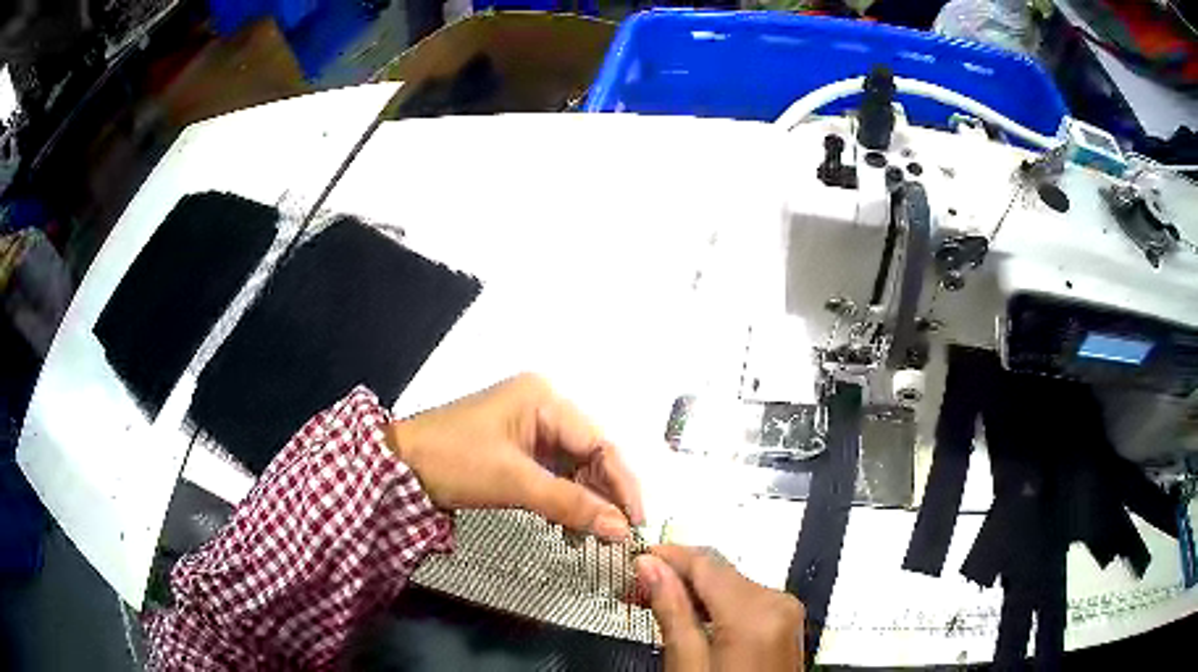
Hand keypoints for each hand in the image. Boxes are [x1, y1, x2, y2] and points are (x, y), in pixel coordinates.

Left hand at [386, 373, 643, 540]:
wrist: (397, 468)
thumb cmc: (455, 461)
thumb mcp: (515, 482)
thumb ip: (571, 504)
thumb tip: (621, 529)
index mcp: (545, 399)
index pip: (599, 442)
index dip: (622, 483)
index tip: (635, 521)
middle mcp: (543, 407)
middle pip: (589, 455)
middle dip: (602, 495)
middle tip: (614, 534)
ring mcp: (528, 428)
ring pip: (573, 468)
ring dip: (583, 501)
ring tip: (589, 536)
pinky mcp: (516, 450)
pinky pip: (552, 475)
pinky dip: (562, 500)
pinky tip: (568, 526)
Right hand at [636, 545, 804, 671]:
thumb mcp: (687, 665)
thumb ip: (672, 611)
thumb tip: (651, 568)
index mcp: (754, 613)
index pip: (706, 562)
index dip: (667, 555)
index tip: (636, 558)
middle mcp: (777, 603)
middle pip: (720, 571)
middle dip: (677, 575)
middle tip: (636, 586)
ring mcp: (785, 613)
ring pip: (731, 583)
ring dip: (694, 589)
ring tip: (655, 601)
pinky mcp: (785, 623)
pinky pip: (745, 599)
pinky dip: (715, 603)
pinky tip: (690, 616)